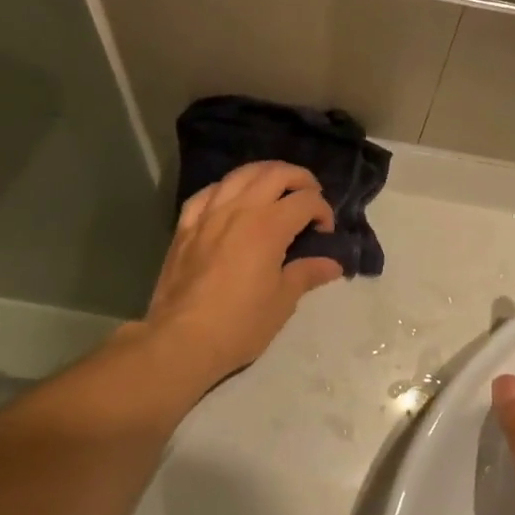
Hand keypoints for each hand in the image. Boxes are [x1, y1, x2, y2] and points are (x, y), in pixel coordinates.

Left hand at [141, 161, 343, 382]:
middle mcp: (239, 209)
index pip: (305, 200)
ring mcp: (208, 214)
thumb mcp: (282, 302)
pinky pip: (207, 193)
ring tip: (276, 188)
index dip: (323, 210)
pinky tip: (231, 199)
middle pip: (274, 173)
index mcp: (268, 226)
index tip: (325, 232)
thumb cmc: (240, 324)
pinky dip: (226, 189)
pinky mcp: (185, 226)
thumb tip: (332, 264)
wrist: (181, 340)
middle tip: (310, 196)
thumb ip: (307, 274)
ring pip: (240, 174)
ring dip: (264, 174)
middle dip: (300, 179)